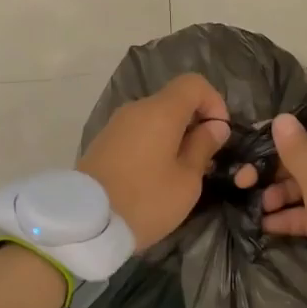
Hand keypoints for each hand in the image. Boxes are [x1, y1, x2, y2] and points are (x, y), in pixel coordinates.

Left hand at [78, 73, 231, 250]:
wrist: (87, 223)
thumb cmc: (146, 201)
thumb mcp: (186, 180)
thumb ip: (203, 147)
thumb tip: (214, 127)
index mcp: (160, 111)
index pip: (194, 83)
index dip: (214, 103)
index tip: (219, 134)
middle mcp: (136, 109)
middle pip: (173, 101)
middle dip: (194, 123)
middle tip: (204, 160)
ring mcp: (116, 125)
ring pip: (155, 118)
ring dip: (173, 136)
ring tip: (180, 172)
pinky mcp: (103, 142)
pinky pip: (137, 133)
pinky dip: (153, 145)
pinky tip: (154, 176)